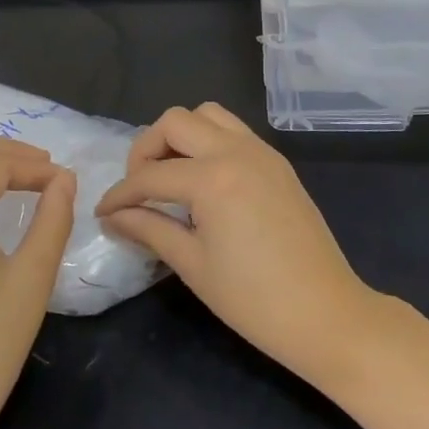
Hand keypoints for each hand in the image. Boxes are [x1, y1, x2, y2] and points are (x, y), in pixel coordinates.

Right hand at [96, 103, 382, 385]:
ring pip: (208, 115)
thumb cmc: (254, 300)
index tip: (103, 213)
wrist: (326, 313)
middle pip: (176, 121)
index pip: (151, 175)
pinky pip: (234, 131)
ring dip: (181, 136)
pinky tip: (204, 180)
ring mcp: (261, 152)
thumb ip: (150, 229)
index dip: (120, 194)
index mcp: (213, 178)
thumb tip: (114, 217)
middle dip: (146, 148)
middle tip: (139, 187)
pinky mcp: (277, 162)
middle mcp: (236, 150)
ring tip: (170, 176)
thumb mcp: (193, 265)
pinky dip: (209, 142)